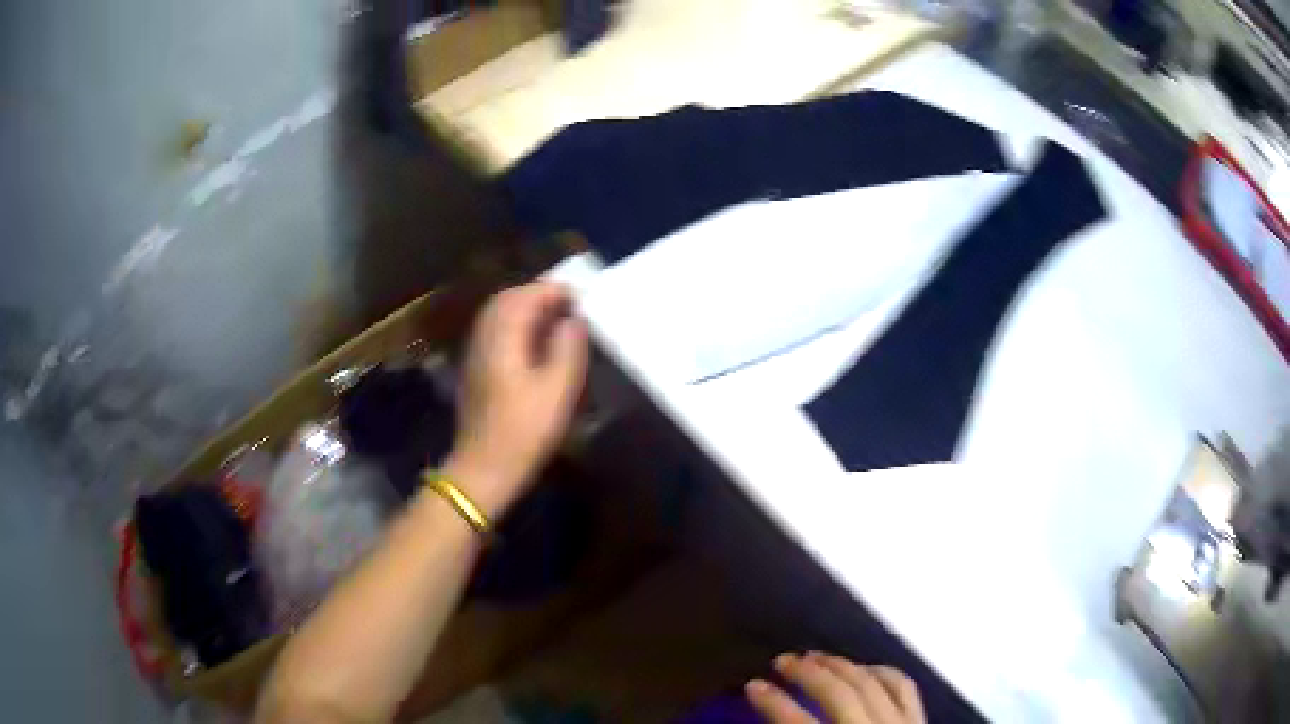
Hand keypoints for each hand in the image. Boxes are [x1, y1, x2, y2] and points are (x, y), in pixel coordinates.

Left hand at [445, 282, 588, 514]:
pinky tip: (533, 342)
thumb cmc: (525, 430)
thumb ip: (568, 347)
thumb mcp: (558, 390)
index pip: (525, 296)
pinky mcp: (474, 369)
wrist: (485, 466)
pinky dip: (514, 325)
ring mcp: (475, 353)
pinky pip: (493, 331)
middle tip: (568, 304)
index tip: (579, 297)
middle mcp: (484, 337)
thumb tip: (574, 319)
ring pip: (497, 315)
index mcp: (503, 338)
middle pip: (507, 300)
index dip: (553, 290)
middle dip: (537, 295)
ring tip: (554, 319)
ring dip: (525, 309)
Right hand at [746, 653, 924, 723]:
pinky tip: (865, 668)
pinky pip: (903, 687)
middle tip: (781, 660)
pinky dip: (882, 672)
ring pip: (870, 683)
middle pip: (839, 694)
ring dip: (841, 665)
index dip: (773, 702)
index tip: (752, 685)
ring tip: (817, 657)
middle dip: (807, 673)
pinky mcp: (918, 722)